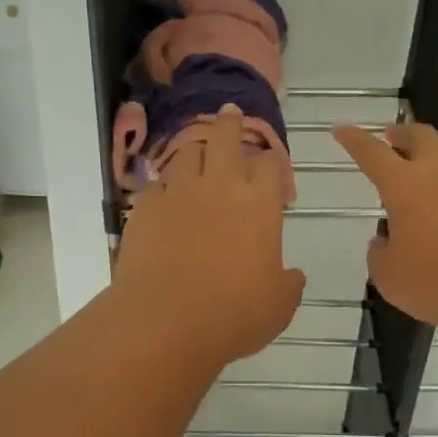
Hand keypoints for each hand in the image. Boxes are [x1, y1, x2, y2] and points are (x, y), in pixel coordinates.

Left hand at [113, 105, 305, 366]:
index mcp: (260, 204)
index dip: (272, 162)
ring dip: (197, 151)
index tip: (270, 169)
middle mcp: (220, 186)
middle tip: (230, 114)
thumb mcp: (279, 305)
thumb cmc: (233, 314)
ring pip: (188, 152)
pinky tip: (167, 199)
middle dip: (230, 122)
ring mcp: (179, 192)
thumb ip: (289, 283)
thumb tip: (292, 275)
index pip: (270, 163)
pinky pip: (158, 184)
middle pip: (226, 136)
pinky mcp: (145, 207)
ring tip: (199, 156)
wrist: (165, 321)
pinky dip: (166, 186)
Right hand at [334, 122, 437, 330]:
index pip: (371, 153)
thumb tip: (383, 242)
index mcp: (405, 186)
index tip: (342, 129)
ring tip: (437, 178)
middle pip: (420, 136)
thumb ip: (381, 257)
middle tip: (394, 139)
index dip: (354, 140)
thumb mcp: (392, 280)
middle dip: (402, 134)